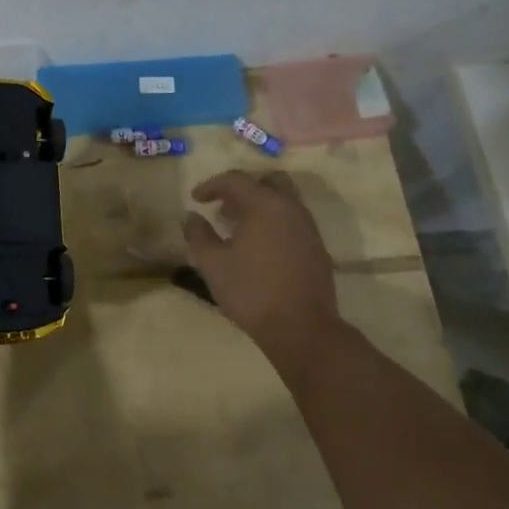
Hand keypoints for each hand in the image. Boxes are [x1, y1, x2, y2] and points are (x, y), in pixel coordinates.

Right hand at [182, 170, 340, 351]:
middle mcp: (290, 208)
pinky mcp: (317, 246)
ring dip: (260, 205)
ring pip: (283, 200)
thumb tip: (191, 217)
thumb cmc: (252, 292)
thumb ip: (198, 235)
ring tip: (238, 227)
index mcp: (264, 205)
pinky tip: (259, 246)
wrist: (302, 328)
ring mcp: (308, 227)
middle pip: (267, 181)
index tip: (196, 199)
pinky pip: (293, 220)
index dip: (212, 185)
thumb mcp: (213, 265)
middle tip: (223, 206)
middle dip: (243, 188)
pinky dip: (274, 221)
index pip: (236, 180)